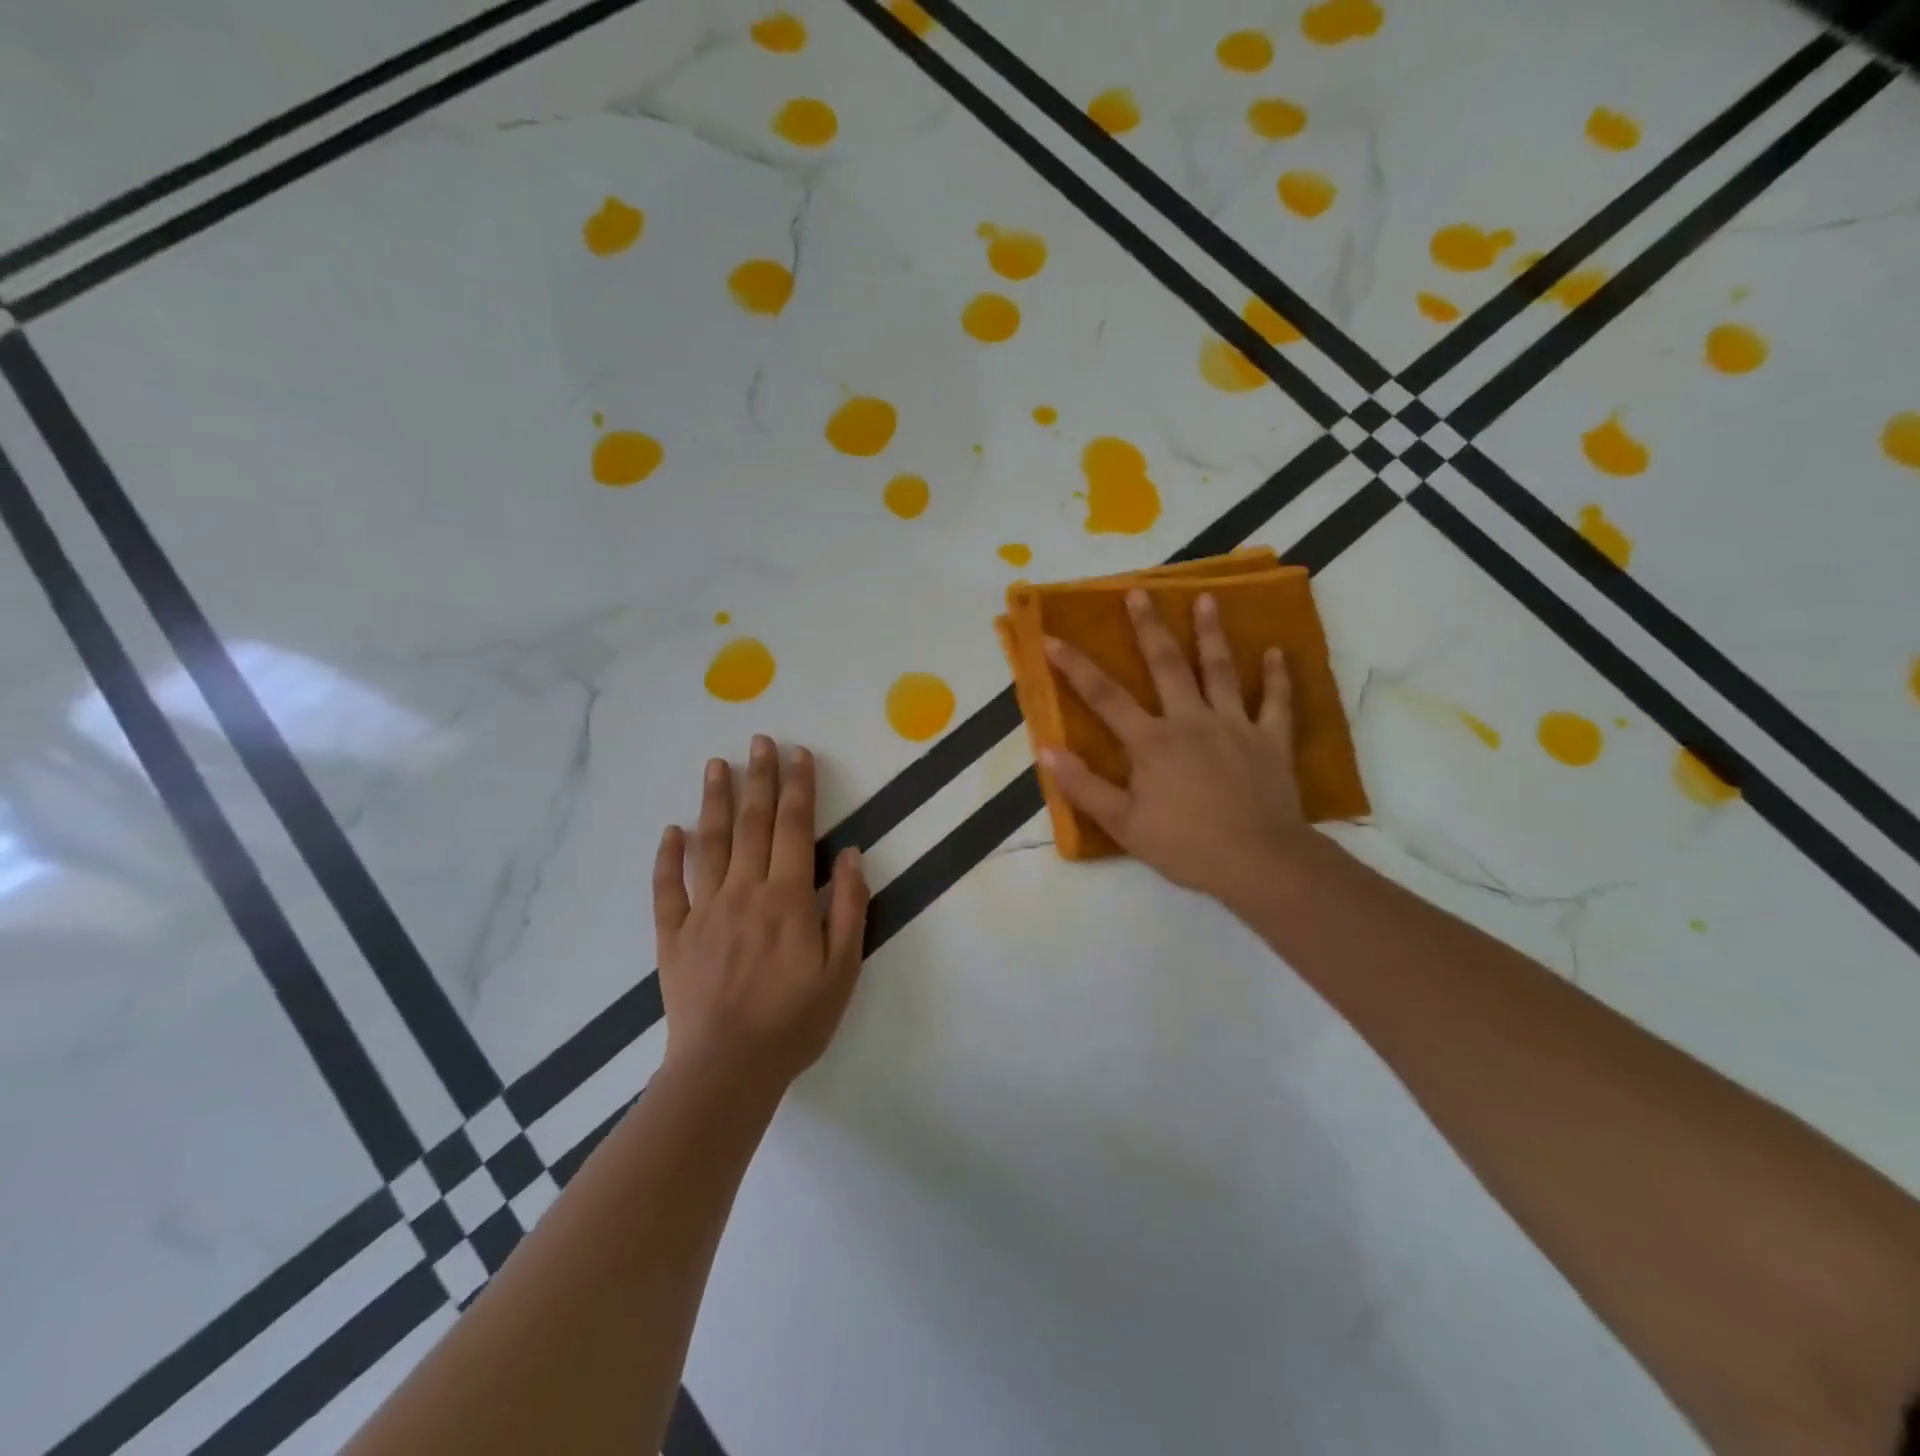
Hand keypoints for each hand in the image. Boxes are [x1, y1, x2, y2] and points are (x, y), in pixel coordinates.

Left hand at [653, 736, 869, 1094]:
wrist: (727, 1069)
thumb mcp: (843, 969)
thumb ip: (847, 908)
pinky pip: (667, 888)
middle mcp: (744, 891)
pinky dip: (668, 856)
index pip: (794, 827)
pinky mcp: (673, 936)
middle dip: (759, 778)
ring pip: (709, 843)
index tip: (798, 754)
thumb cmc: (795, 1021)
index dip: (798, 787)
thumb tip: (849, 855)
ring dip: (714, 801)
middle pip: (751, 823)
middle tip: (759, 740)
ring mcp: (703, 911)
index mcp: (786, 898)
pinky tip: (671, 831)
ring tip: (716, 765)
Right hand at [1041, 589, 1320, 903]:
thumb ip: (1083, 786)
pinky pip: (1276, 703)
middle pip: (1167, 665)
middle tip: (1139, 592)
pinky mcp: (1270, 741)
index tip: (1052, 637)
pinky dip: (1278, 677)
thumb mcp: (1123, 824)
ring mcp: (1235, 726)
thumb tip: (1046, 751)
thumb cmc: (1185, 845)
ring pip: (1221, 671)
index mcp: (1152, 741)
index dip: (1074, 666)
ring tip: (1207, 599)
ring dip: (1212, 634)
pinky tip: (1278, 652)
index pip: (1104, 696)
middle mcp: (1191, 721)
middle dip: (1149, 627)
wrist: (1259, 862)